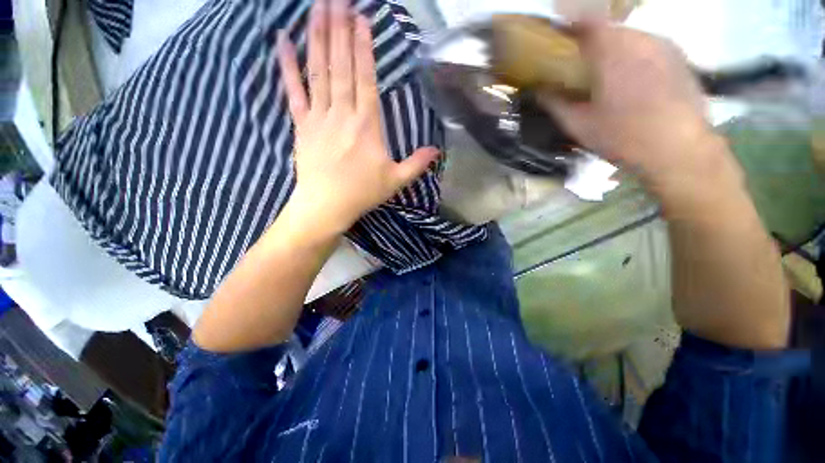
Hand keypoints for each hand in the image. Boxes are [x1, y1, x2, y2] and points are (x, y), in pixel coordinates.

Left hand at [277, 0, 438, 235]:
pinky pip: (293, 91)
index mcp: (367, 126)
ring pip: (318, 71)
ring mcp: (319, 117)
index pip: (366, 78)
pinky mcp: (301, 125)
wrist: (326, 206)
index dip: (363, 46)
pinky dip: (287, 66)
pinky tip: (281, 41)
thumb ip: (416, 164)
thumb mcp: (396, 181)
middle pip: (341, 65)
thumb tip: (437, 151)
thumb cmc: (362, 193)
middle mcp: (343, 114)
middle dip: (339, 28)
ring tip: (317, 7)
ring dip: (317, 36)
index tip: (360, 17)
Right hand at [542, 21, 737, 196]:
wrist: (679, 149)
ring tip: (607, 73)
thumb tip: (538, 91)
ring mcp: (664, 45)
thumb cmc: (623, 137)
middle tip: (581, 62)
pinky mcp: (679, 57)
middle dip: (592, 41)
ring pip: (631, 36)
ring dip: (614, 48)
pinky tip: (632, 79)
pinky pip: (649, 46)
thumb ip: (556, 104)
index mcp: (612, 52)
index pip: (587, 22)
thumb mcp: (580, 126)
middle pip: (610, 28)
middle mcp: (640, 39)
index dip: (570, 25)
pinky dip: (635, 55)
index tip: (558, 37)